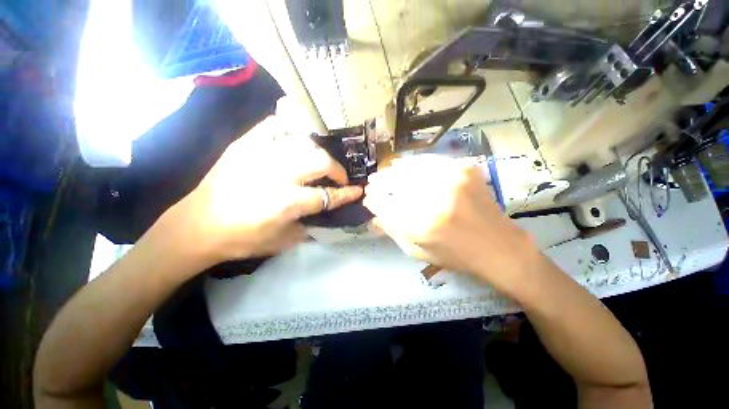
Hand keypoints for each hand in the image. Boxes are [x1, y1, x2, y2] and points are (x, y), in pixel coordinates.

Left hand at [160, 115, 362, 266]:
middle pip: (320, 161)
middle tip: (338, 177)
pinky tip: (296, 141)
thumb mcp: (283, 242)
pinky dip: (290, 130)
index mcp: (287, 202)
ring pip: (303, 142)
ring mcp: (260, 155)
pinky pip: (275, 126)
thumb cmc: (242, 239)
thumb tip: (326, 211)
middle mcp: (278, 174)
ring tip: (320, 162)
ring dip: (318, 153)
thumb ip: (310, 225)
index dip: (346, 193)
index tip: (358, 190)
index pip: (328, 195)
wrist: (196, 226)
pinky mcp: (244, 144)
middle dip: (337, 170)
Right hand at [363, 155, 538, 289]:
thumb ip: (392, 231)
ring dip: (392, 172)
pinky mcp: (463, 169)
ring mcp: (451, 179)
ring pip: (409, 168)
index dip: (373, 201)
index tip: (368, 199)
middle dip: (379, 184)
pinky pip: (429, 161)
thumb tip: (374, 214)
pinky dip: (412, 163)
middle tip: (372, 184)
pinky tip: (403, 166)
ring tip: (384, 174)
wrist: (499, 246)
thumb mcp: (418, 252)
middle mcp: (435, 199)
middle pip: (395, 183)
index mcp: (422, 225)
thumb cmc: (456, 256)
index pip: (384, 205)